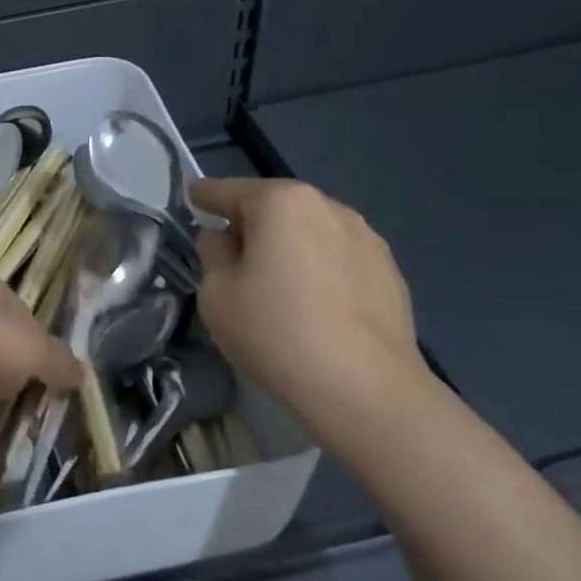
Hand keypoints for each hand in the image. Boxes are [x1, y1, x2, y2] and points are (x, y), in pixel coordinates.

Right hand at [191, 177, 431, 425]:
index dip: (203, 197)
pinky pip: (337, 259)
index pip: (227, 190)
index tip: (190, 200)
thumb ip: (213, 253)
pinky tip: (314, 308)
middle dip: (250, 225)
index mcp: (281, 202)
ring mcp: (366, 237)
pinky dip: (318, 270)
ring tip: (276, 288)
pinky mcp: (389, 271)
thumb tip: (224, 238)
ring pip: (309, 232)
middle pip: (273, 208)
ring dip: (288, 248)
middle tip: (230, 260)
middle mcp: (328, 206)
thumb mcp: (217, 293)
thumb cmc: (276, 332)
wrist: (365, 389)